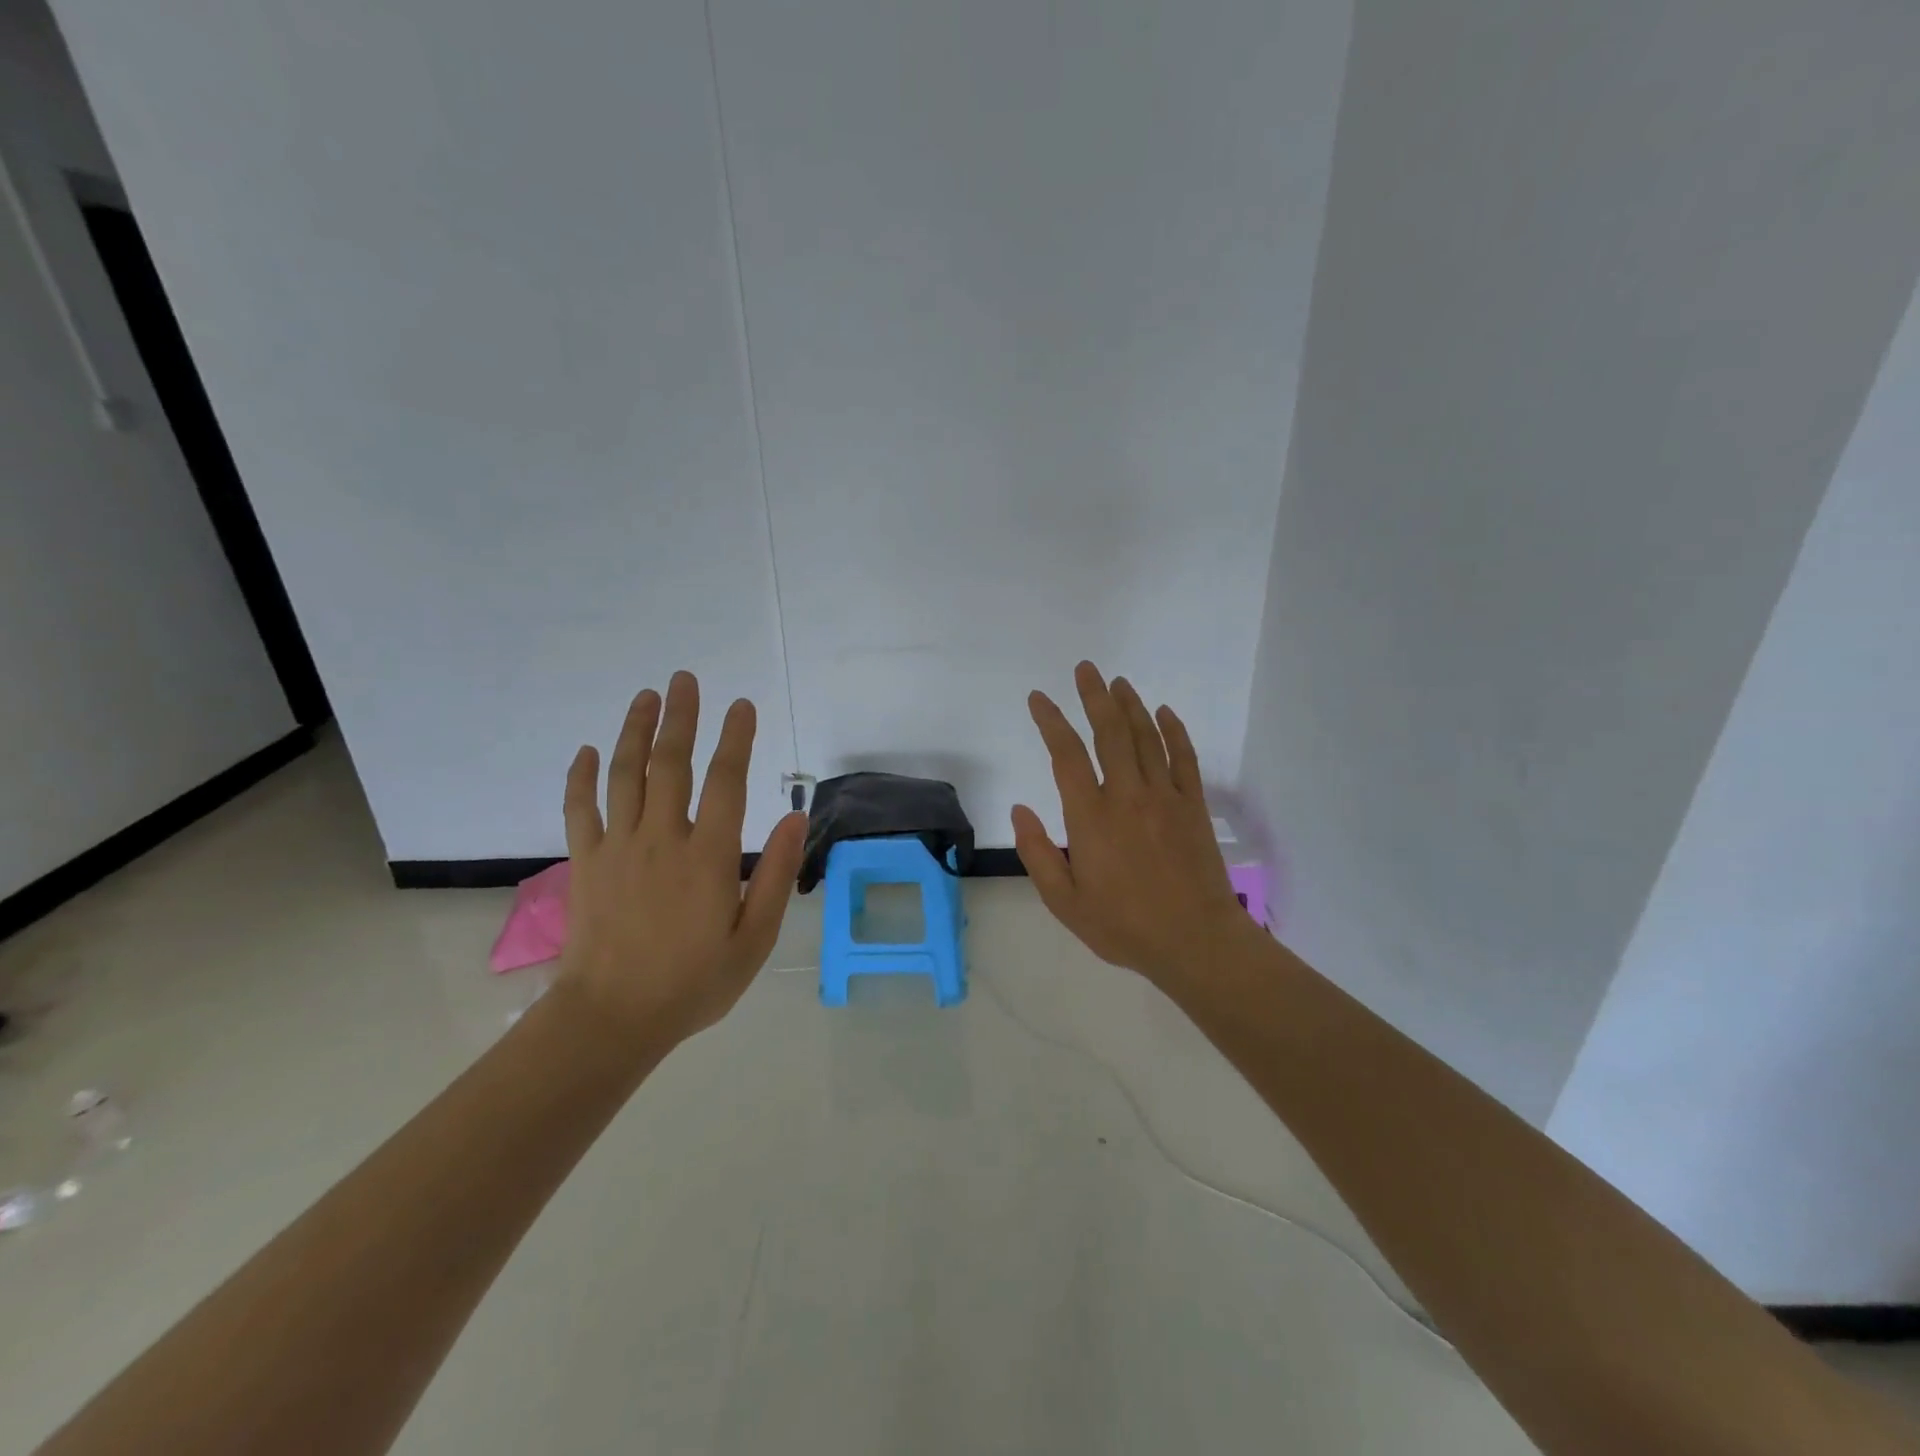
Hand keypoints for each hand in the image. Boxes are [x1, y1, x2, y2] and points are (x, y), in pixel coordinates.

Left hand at [556, 671, 806, 1048]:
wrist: (612, 1019)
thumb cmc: (693, 982)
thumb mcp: (754, 938)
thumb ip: (776, 874)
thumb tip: (797, 816)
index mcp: (708, 856)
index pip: (726, 782)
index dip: (736, 739)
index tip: (742, 705)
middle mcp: (662, 839)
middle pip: (671, 764)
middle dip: (681, 717)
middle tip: (685, 679)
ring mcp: (617, 847)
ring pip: (625, 775)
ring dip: (636, 731)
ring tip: (647, 696)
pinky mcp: (585, 863)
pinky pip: (579, 809)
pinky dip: (581, 777)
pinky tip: (587, 751)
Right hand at [1013, 662, 1250, 986]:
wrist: (1196, 942)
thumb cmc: (1124, 926)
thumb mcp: (1065, 902)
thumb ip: (1038, 853)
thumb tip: (1020, 809)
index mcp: (1091, 817)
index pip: (1066, 754)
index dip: (1051, 721)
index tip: (1039, 698)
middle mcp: (1127, 795)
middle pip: (1109, 732)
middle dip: (1094, 696)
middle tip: (1085, 669)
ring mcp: (1165, 797)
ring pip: (1146, 737)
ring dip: (1130, 705)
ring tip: (1117, 682)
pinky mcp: (1193, 805)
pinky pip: (1184, 757)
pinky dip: (1174, 730)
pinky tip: (1164, 712)